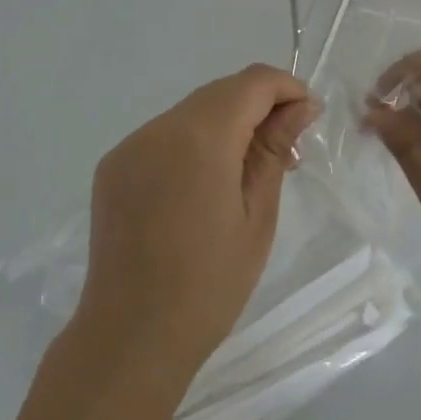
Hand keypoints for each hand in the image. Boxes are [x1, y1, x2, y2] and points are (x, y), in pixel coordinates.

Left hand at [78, 63, 317, 386]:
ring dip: (226, 124)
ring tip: (247, 171)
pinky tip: (204, 184)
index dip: (286, 88)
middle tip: (286, 151)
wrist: (131, 336)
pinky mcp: (112, 168)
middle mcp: (158, 129)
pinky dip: (193, 144)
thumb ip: (275, 150)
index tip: (308, 118)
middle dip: (258, 107)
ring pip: (190, 112)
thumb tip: (301, 106)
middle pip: (220, 92)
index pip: (252, 82)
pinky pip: (163, 136)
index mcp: (200, 138)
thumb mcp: (258, 216)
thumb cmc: (210, 284)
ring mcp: (129, 147)